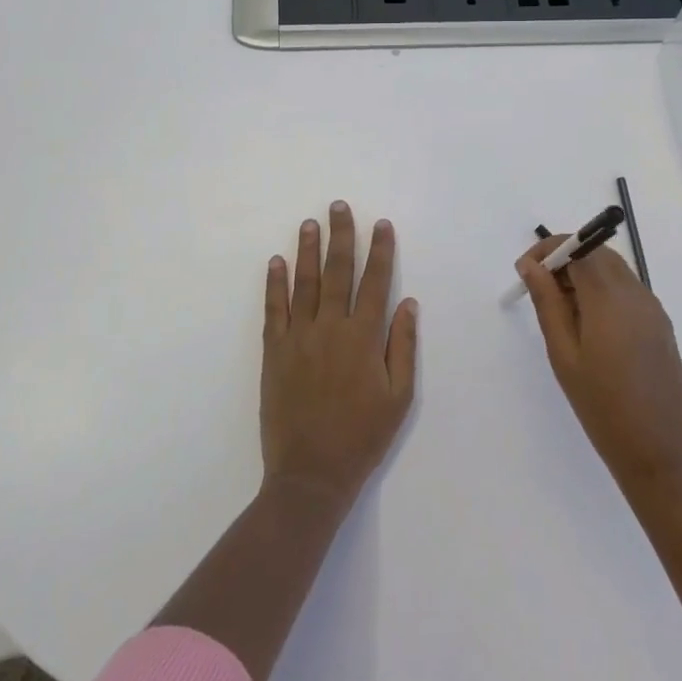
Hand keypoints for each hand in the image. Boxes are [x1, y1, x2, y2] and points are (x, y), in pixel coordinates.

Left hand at [262, 201, 417, 506]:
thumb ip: (403, 346)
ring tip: (310, 223)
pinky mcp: (273, 353)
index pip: (375, 282)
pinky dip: (275, 284)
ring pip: (304, 283)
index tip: (381, 225)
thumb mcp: (399, 397)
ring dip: (307, 250)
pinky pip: (273, 310)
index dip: (380, 251)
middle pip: (337, 272)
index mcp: (364, 338)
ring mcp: (298, 338)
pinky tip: (276, 262)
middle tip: (339, 207)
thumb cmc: (363, 436)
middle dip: (341, 237)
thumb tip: (408, 303)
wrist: (311, 474)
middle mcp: (330, 328)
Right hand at [518, 237, 681, 491]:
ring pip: (614, 270)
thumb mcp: (564, 354)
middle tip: (539, 291)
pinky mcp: (660, 325)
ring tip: (560, 313)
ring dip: (584, 276)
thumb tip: (531, 265)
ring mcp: (653, 308)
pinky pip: (627, 292)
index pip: (579, 246)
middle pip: (598, 253)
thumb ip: (547, 303)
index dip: (549, 250)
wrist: (661, 453)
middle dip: (565, 260)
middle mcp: (636, 292)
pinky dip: (603, 292)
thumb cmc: (602, 406)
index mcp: (610, 296)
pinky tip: (588, 328)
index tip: (525, 271)